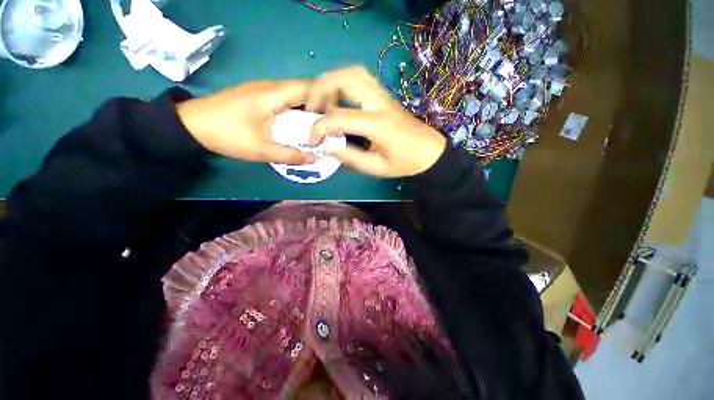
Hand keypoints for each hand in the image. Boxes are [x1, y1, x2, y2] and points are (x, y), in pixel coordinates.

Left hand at [177, 80, 313, 163]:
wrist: (191, 124)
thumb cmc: (227, 135)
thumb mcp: (261, 150)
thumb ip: (290, 155)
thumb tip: (314, 159)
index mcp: (271, 95)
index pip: (306, 88)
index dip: (323, 100)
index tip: (331, 119)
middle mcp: (269, 86)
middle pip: (302, 88)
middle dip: (317, 105)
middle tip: (325, 125)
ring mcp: (261, 88)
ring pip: (292, 92)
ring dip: (305, 106)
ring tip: (314, 125)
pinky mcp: (256, 94)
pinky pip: (283, 96)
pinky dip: (294, 107)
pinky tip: (295, 122)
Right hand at [306, 66, 446, 177]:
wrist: (429, 152)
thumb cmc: (405, 163)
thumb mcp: (377, 168)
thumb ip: (351, 158)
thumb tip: (327, 147)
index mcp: (378, 124)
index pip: (339, 117)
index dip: (319, 127)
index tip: (312, 141)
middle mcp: (380, 103)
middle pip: (345, 78)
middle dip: (320, 90)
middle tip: (311, 110)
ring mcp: (383, 96)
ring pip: (353, 73)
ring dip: (331, 82)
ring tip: (322, 102)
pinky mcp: (384, 96)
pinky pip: (360, 79)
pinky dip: (343, 83)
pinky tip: (337, 99)